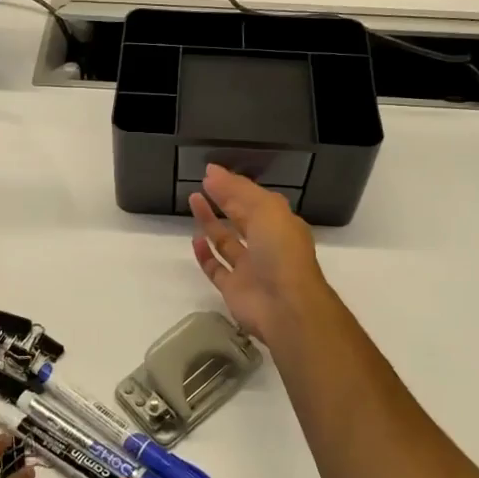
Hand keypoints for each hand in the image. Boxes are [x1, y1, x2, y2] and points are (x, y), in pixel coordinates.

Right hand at [189, 163, 333, 343]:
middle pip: (241, 218)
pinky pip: (216, 268)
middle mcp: (266, 245)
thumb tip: (212, 171)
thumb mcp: (266, 209)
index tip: (210, 173)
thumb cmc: (280, 251)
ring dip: (210, 222)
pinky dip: (205, 254)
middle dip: (223, 200)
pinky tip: (194, 239)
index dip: (233, 186)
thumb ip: (238, 189)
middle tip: (201, 184)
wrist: (285, 306)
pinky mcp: (234, 289)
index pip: (254, 200)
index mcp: (280, 224)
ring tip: (193, 201)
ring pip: (226, 241)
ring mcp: (250, 268)